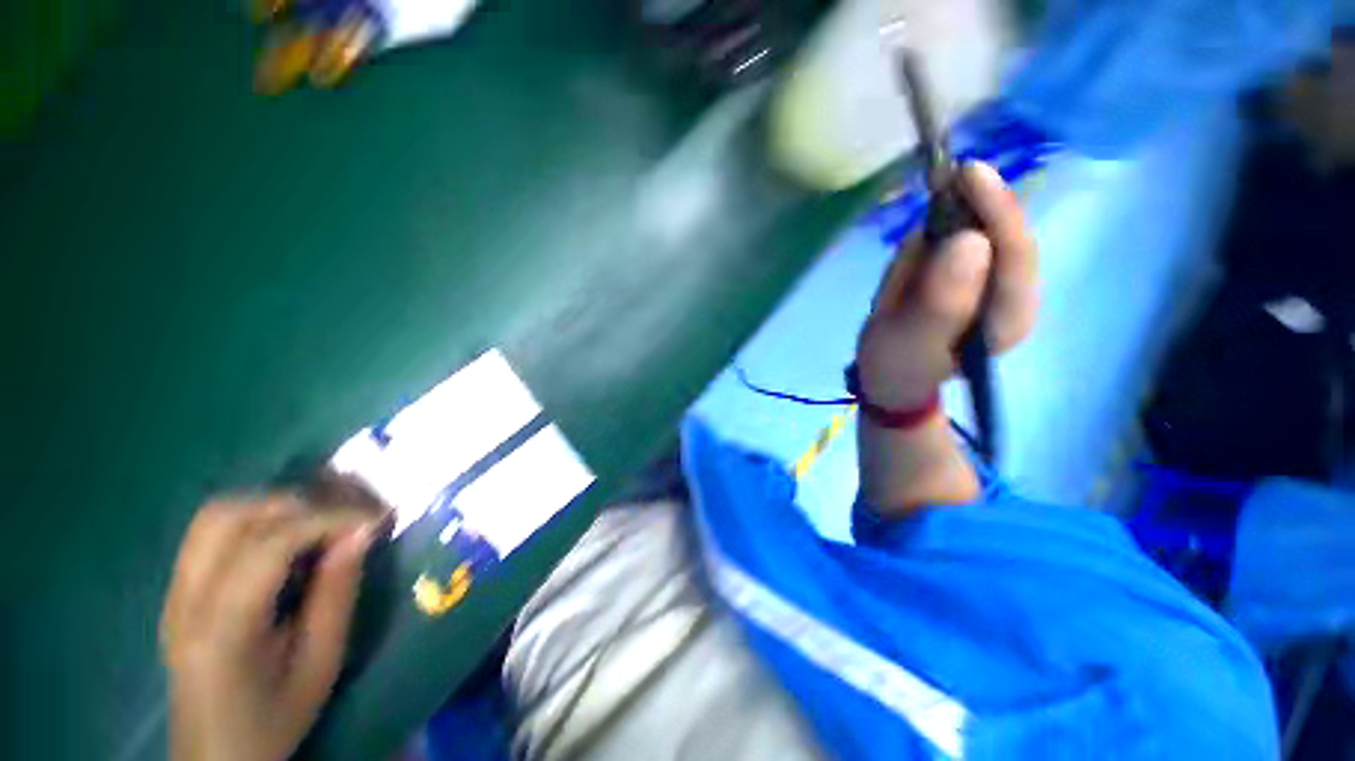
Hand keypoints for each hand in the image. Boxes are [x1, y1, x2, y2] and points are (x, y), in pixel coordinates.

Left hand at [161, 496, 376, 760]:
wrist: (216, 757)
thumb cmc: (274, 719)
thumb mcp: (320, 664)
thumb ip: (337, 595)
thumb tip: (361, 533)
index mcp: (222, 629)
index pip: (268, 544)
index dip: (326, 519)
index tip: (373, 520)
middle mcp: (186, 601)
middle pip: (228, 516)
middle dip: (295, 506)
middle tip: (341, 522)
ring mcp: (174, 594)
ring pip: (215, 516)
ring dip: (272, 510)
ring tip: (315, 528)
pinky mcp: (177, 593)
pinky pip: (211, 535)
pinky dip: (254, 524)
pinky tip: (284, 547)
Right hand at [853, 161, 1038, 514]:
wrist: (888, 378)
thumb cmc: (895, 366)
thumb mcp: (908, 341)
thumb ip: (939, 301)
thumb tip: (970, 238)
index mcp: (1008, 317)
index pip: (1014, 252)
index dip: (994, 209)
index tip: (966, 172)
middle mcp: (1012, 296)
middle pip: (995, 236)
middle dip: (949, 233)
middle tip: (910, 253)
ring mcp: (994, 286)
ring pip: (969, 236)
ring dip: (929, 247)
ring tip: (900, 291)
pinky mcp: (973, 278)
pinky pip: (950, 244)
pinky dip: (924, 249)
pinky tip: (906, 281)